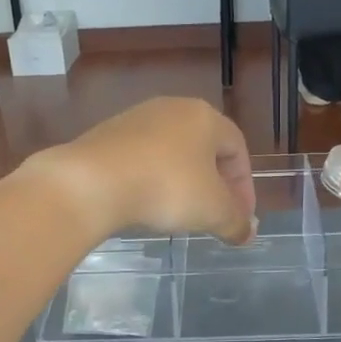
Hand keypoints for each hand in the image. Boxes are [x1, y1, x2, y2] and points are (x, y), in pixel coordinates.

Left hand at [22, 97, 256, 244]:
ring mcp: (136, 119)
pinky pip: (141, 159)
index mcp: (205, 116)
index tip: (240, 219)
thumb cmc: (167, 188)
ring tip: (180, 213)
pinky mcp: (106, 135)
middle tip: (214, 216)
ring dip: (182, 182)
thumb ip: (237, 222)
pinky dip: (151, 180)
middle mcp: (172, 109)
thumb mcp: (213, 211)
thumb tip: (248, 232)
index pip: (237, 149)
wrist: (92, 182)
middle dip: (215, 185)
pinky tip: (146, 203)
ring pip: (171, 153)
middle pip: (205, 148)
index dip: (244, 187)